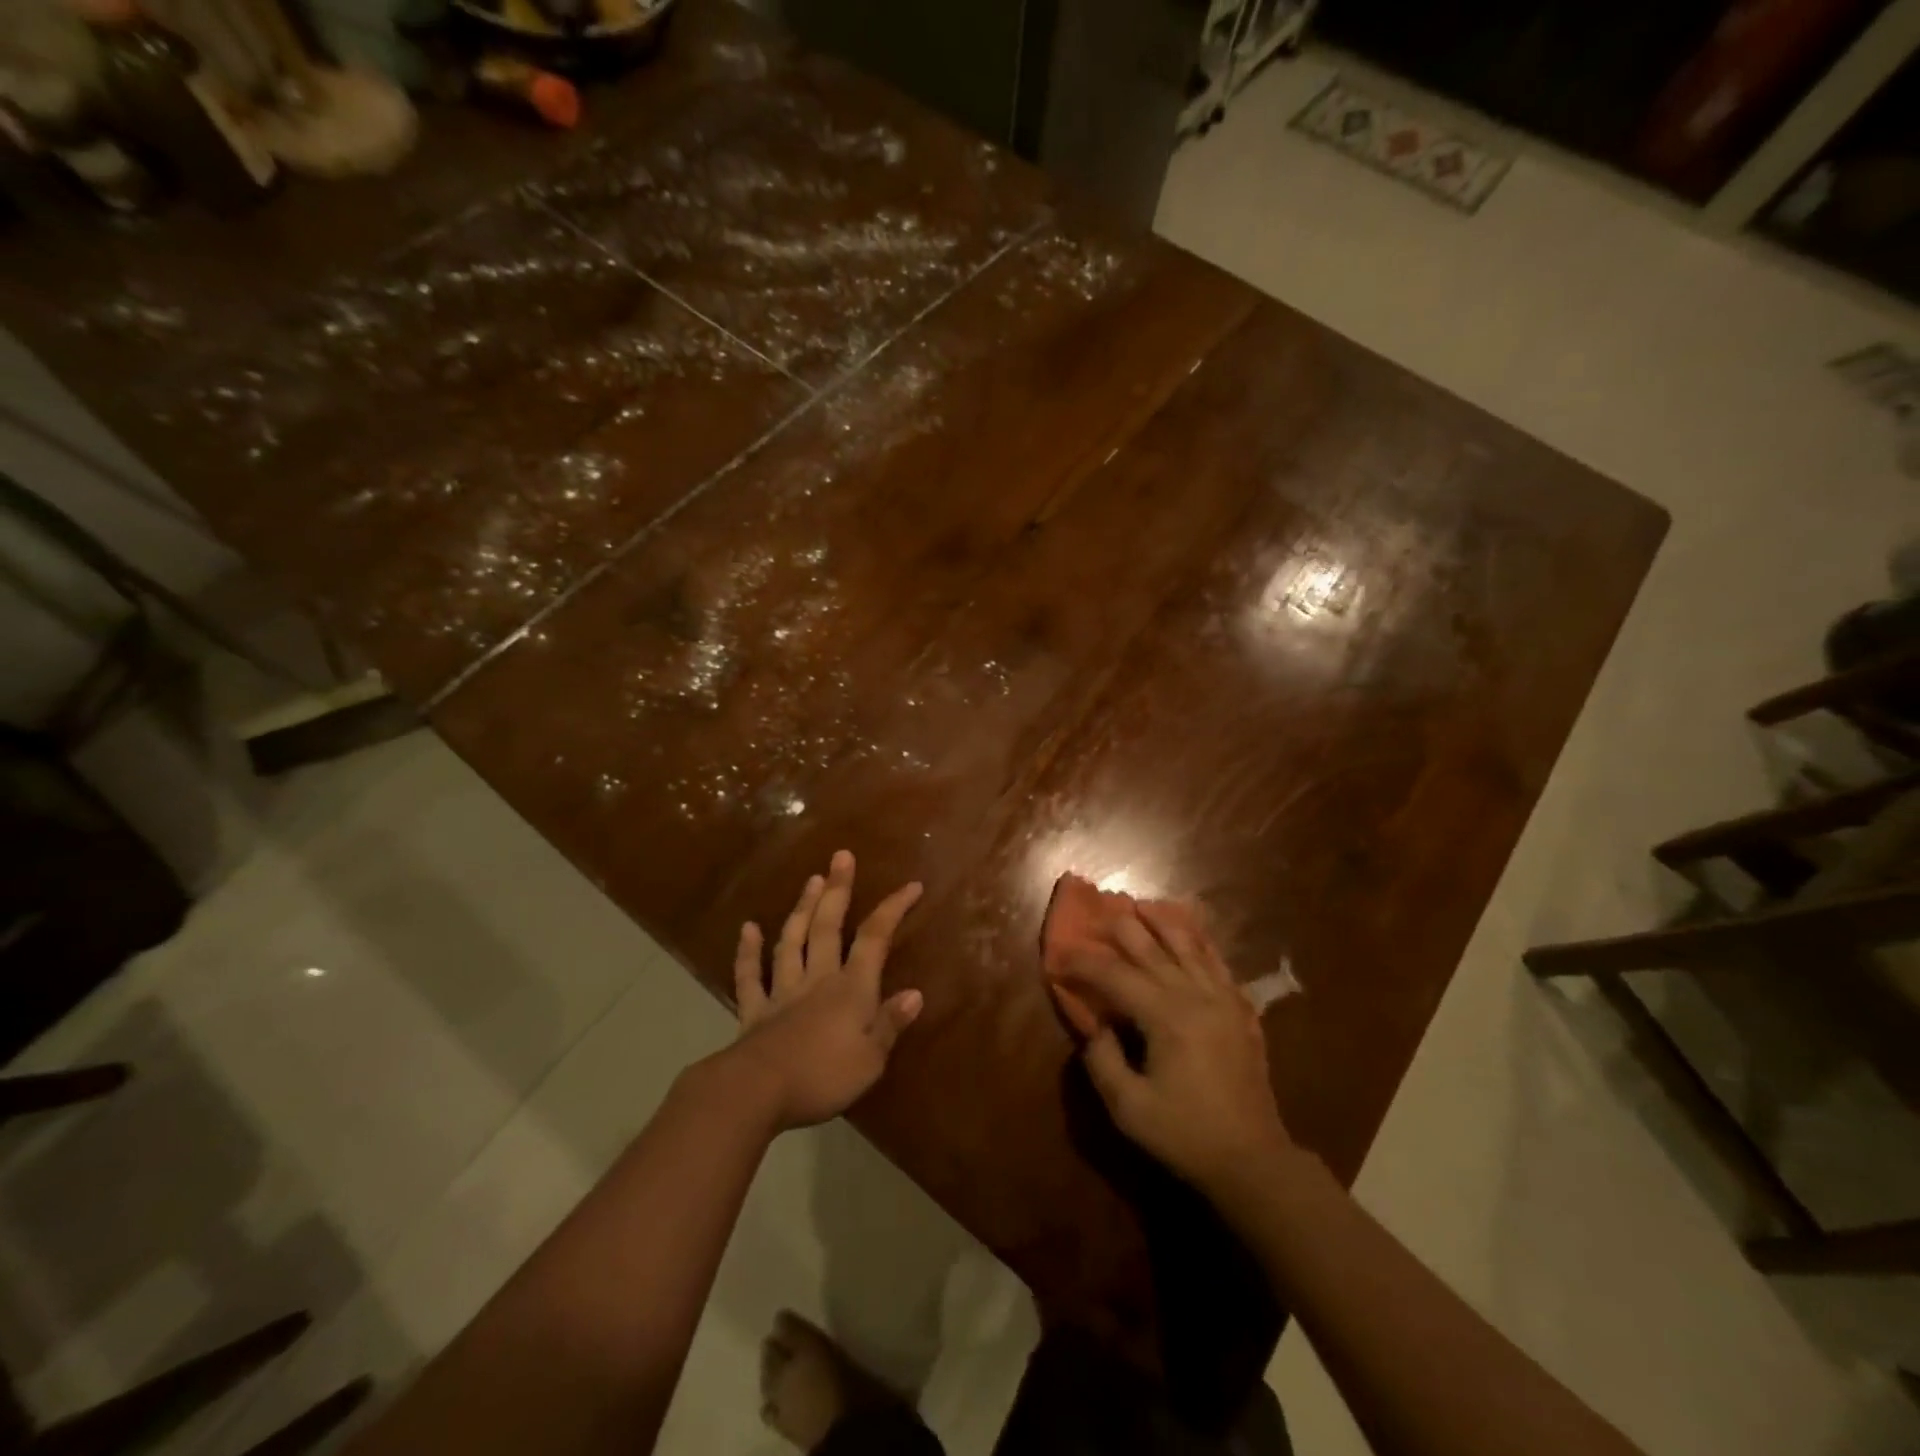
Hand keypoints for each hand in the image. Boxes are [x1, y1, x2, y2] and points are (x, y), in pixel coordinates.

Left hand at [719, 850, 924, 1131]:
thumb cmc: (822, 1077)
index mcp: (851, 989)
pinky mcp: (754, 1011)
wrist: (757, 1091)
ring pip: (792, 941)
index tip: (911, 885)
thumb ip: (890, 1024)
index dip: (893, 909)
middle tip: (841, 857)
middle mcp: (818, 979)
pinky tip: (747, 928)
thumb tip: (915, 992)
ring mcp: (782, 992)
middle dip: (838, 890)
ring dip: (802, 909)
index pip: (875, 939)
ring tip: (811, 880)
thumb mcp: (871, 1060)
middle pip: (828, 927)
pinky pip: (750, 976)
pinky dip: (747, 952)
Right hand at [1058, 904, 1290, 1192]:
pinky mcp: (1240, 1009)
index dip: (1084, 964)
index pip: (1115, 976)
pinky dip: (1201, 942)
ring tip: (1143, 905)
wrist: (1253, 1160)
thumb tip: (1093, 1025)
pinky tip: (1192, 932)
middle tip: (1098, 914)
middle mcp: (1195, 996)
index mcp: (1165, 1017)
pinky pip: (1218, 963)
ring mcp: (1223, 999)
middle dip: (1121, 930)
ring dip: (1163, 923)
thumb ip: (1103, 1060)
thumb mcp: (1129, 1108)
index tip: (1059, 958)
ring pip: (1189, 946)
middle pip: (1152, 949)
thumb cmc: (1185, 1135)